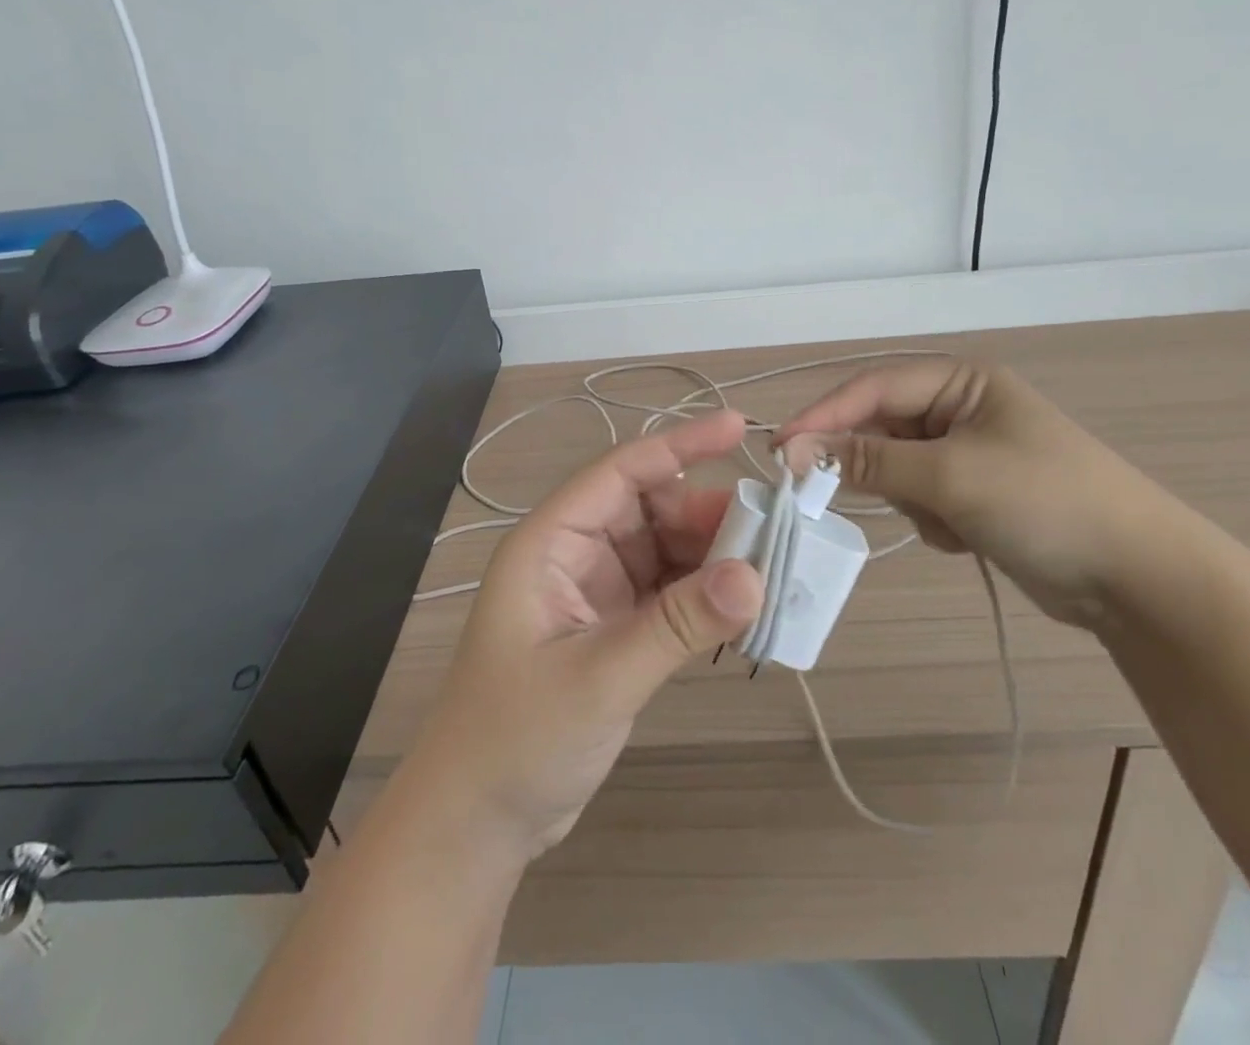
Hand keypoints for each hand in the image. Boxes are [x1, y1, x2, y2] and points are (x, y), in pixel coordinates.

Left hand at [404, 410, 764, 863]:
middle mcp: (575, 553)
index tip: (739, 428)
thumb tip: (755, 576)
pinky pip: (670, 592)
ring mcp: (596, 590)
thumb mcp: (599, 678)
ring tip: (769, 574)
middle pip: (652, 509)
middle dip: (709, 517)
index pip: (621, 471)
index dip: (680, 445)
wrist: (477, 821)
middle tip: (772, 535)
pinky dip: (704, 596)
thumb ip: (677, 624)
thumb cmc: (516, 739)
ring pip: (666, 550)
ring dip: (713, 558)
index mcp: (552, 541)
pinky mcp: (615, 627)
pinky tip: (742, 610)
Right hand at [776, 361, 1179, 629]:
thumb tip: (794, 452)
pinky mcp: (973, 493)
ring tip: (946, 522)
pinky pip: (920, 497)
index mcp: (961, 381)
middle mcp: (960, 408)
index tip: (781, 450)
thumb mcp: (949, 475)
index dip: (823, 416)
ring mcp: (967, 452)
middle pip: (880, 427)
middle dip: (868, 465)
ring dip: (906, 498)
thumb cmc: (1044, 502)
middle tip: (831, 495)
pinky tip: (964, 537)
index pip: (872, 388)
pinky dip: (929, 518)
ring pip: (895, 468)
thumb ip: (867, 461)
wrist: (1137, 579)